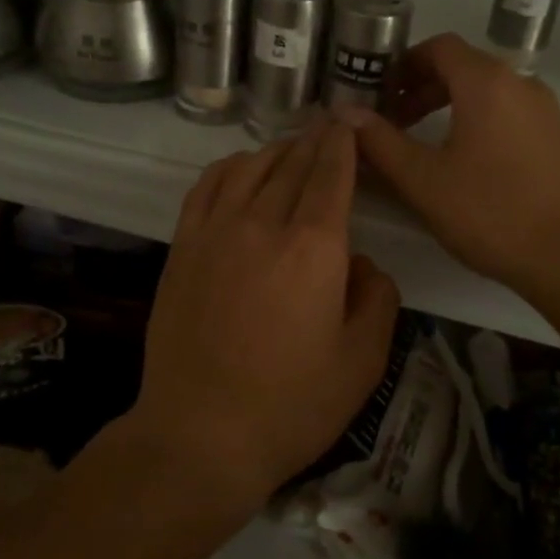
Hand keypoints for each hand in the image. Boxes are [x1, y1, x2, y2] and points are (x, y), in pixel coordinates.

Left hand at [133, 123, 400, 504]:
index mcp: (314, 246)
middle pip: (293, 163)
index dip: (343, 144)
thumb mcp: (363, 360)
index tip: (350, 124)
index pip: (332, 174)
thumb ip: (376, 297)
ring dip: (277, 150)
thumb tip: (358, 262)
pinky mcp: (182, 248)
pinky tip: (241, 169)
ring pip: (250, 167)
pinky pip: (207, 187)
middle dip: (316, 141)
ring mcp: (215, 231)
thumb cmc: (292, 405)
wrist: (200, 434)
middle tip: (330, 127)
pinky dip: (229, 167)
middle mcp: (263, 223)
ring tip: (293, 148)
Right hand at [334, 32, 559, 295]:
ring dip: (462, 111)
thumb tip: (344, 112)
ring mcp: (555, 114)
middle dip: (429, 90)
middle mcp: (525, 85)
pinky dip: (496, 130)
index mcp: (486, 84)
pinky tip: (488, 172)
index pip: (440, 47)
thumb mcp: (422, 180)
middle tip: (401, 123)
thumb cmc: (489, 212)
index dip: (405, 64)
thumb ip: (380, 141)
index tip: (384, 94)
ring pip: (498, 97)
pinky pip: (524, 122)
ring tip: (440, 149)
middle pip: (469, 70)